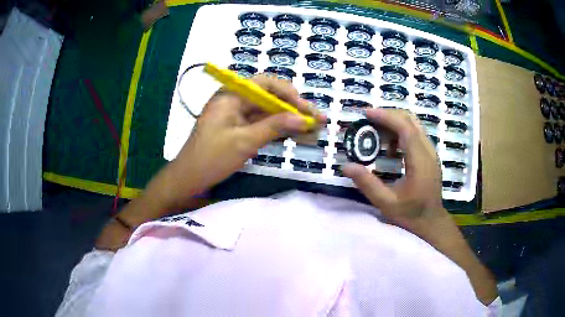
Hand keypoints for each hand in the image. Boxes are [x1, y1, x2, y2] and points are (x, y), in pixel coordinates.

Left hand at [146, 74, 325, 212]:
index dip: (290, 94)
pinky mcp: (239, 128)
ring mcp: (237, 115)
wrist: (189, 180)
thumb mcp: (244, 141)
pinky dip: (279, 130)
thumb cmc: (211, 158)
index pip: (266, 84)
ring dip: (289, 120)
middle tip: (317, 119)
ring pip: (268, 112)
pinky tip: (297, 135)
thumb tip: (304, 119)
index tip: (308, 109)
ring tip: (313, 128)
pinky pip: (262, 124)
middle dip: (294, 108)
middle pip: (270, 97)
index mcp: (231, 95)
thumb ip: (275, 127)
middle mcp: (235, 100)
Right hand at [343, 109, 498, 304]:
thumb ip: (367, 184)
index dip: (386, 116)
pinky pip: (416, 134)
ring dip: (394, 122)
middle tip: (368, 120)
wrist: (431, 222)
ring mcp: (431, 152)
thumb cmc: (410, 215)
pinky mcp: (430, 155)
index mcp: (420, 162)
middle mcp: (429, 152)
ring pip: (414, 125)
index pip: (405, 128)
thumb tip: (346, 166)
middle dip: (388, 115)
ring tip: (376, 132)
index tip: (366, 113)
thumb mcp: (386, 203)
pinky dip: (400, 132)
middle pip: (411, 120)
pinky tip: (390, 147)